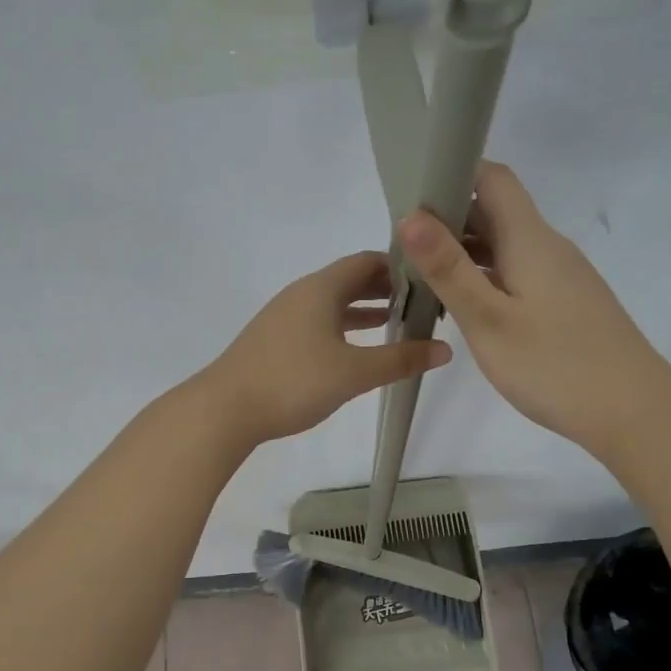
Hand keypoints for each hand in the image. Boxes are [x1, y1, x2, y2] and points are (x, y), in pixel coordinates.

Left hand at [199, 251, 451, 445]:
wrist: (225, 409)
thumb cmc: (293, 381)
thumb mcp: (354, 372)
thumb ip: (400, 360)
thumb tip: (445, 350)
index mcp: (321, 288)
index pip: (367, 261)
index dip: (401, 266)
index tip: (432, 280)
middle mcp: (302, 293)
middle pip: (351, 280)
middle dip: (387, 289)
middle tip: (424, 304)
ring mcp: (285, 316)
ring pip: (334, 303)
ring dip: (366, 309)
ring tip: (401, 323)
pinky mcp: (276, 339)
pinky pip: (320, 322)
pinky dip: (344, 327)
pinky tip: (358, 348)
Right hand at [399, 161, 667, 452]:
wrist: (635, 413)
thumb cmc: (555, 366)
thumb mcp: (489, 320)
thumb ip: (449, 268)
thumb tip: (410, 215)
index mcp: (530, 239)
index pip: (492, 178)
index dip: (451, 174)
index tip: (409, 198)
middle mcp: (548, 247)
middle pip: (495, 211)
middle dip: (446, 220)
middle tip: (399, 248)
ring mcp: (560, 276)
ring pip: (504, 246)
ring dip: (462, 253)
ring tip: (419, 279)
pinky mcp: (566, 304)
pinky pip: (517, 274)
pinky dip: (484, 278)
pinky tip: (464, 308)